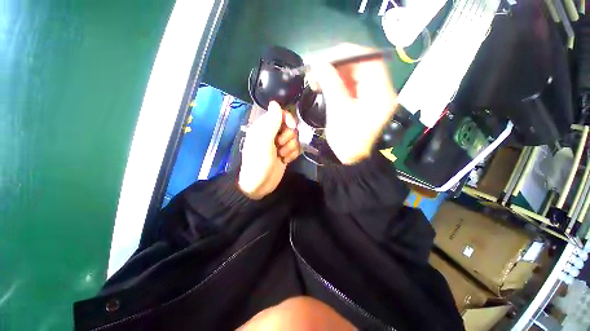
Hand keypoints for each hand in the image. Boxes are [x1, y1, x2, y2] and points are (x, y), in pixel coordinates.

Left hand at [238, 101, 299, 199]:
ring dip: (290, 147)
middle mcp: (272, 134)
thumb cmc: (258, 163)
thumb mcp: (264, 142)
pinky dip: (293, 154)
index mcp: (264, 127)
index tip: (291, 127)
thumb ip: (271, 122)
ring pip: (294, 138)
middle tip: (279, 146)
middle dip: (288, 137)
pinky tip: (286, 160)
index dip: (288, 119)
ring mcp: (280, 144)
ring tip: (281, 155)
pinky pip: (296, 148)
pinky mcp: (285, 153)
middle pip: (290, 127)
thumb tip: (275, 102)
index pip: (281, 114)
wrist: (259, 185)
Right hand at [310, 44, 397, 163]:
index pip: (369, 59)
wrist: (351, 158)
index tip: (325, 58)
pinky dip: (337, 82)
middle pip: (361, 65)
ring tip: (317, 79)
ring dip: (335, 73)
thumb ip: (331, 84)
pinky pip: (351, 84)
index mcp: (381, 93)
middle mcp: (381, 90)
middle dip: (337, 64)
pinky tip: (324, 86)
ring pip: (354, 74)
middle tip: (317, 70)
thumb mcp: (339, 111)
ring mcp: (372, 95)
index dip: (347, 53)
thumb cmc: (347, 140)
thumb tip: (319, 63)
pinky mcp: (364, 100)